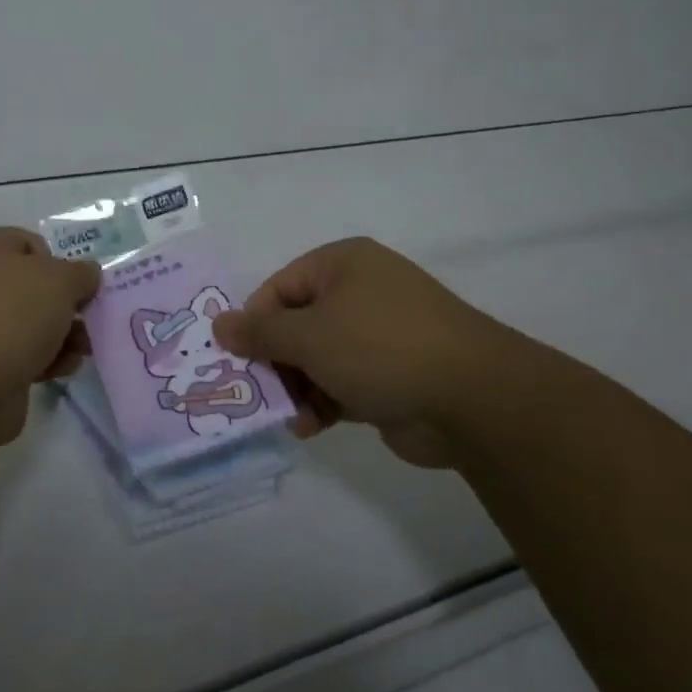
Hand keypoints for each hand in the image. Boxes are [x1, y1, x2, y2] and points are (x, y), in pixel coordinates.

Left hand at [0, 227, 100, 443]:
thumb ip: (81, 273)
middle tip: (88, 319)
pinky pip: (18, 352)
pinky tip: (62, 369)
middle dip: (64, 304)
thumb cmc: (12, 315)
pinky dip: (42, 358)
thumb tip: (85, 275)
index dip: (60, 261)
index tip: (79, 286)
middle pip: (31, 286)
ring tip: (83, 350)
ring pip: (27, 322)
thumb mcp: (60, 280)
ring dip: (60, 334)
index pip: (29, 243)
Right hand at [213, 237, 551, 467]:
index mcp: (341, 265)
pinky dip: (324, 402)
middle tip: (254, 395)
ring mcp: (379, 334)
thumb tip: (219, 324)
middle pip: (297, 325)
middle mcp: (360, 292)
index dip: (254, 324)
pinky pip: (342, 382)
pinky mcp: (392, 373)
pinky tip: (311, 427)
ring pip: (318, 358)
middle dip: (275, 362)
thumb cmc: (379, 347)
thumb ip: (260, 332)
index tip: (236, 360)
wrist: (472, 398)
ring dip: (298, 388)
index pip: (278, 288)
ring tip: (288, 417)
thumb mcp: (309, 335)